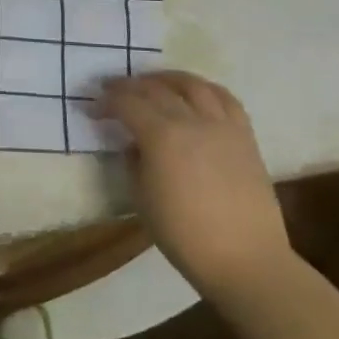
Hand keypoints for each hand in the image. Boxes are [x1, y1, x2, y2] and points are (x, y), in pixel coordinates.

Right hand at [96, 71, 292, 300]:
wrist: (246, 260)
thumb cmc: (185, 235)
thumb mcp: (142, 198)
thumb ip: (134, 162)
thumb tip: (135, 144)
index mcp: (162, 136)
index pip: (127, 104)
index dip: (106, 102)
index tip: (92, 109)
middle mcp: (192, 121)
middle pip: (156, 89)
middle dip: (130, 86)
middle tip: (113, 90)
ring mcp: (222, 126)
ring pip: (193, 85)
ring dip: (167, 79)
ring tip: (153, 83)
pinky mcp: (245, 136)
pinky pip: (225, 99)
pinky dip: (205, 89)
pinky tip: (195, 95)